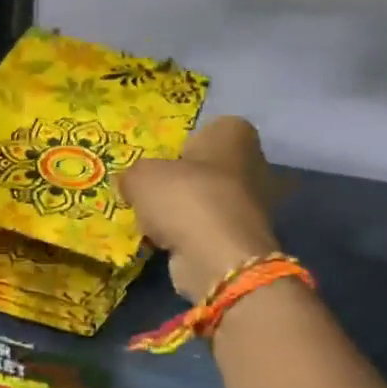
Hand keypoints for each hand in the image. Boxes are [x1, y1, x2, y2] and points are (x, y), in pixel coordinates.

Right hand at [118, 117, 279, 302]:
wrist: (217, 258)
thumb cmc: (184, 198)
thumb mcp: (141, 176)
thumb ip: (134, 174)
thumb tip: (130, 184)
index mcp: (234, 133)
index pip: (209, 129)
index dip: (185, 144)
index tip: (162, 160)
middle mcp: (255, 163)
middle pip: (211, 167)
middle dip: (187, 179)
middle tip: (155, 192)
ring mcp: (257, 204)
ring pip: (212, 200)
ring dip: (189, 210)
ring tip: (156, 221)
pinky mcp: (248, 238)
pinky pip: (212, 229)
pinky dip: (194, 235)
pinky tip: (170, 242)